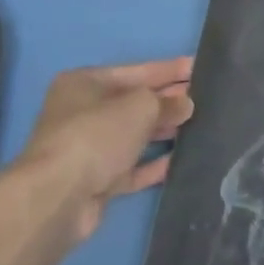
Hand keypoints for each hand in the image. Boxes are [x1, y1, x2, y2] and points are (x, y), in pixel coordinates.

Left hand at [12, 59, 193, 241]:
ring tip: (201, 125)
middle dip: (168, 100)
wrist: (58, 197)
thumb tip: (186, 104)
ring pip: (134, 136)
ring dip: (164, 131)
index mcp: (85, 83)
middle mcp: (82, 113)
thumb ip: (168, 101)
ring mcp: (88, 149)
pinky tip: (182, 158)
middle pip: (134, 103)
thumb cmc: (97, 135)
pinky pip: (132, 168)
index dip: (169, 69)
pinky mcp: (96, 181)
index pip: (136, 71)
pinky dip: (154, 163)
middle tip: (205, 98)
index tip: (198, 66)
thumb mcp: (140, 106)